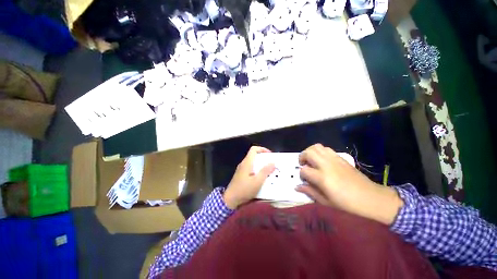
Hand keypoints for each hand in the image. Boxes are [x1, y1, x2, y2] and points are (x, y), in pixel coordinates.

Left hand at [223, 146, 275, 208]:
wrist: (230, 200)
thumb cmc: (244, 189)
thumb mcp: (257, 181)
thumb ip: (265, 171)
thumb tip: (273, 162)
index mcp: (247, 162)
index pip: (254, 149)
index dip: (262, 149)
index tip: (270, 155)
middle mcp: (243, 164)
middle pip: (254, 156)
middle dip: (264, 159)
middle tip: (271, 164)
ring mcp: (241, 169)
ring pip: (253, 163)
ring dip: (261, 165)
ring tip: (269, 171)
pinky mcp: (241, 175)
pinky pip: (251, 169)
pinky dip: (257, 170)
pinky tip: (261, 178)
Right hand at [296, 144, 402, 224]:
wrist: (370, 197)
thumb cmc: (347, 203)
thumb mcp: (326, 201)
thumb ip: (310, 191)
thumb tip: (297, 187)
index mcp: (322, 178)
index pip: (304, 170)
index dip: (301, 174)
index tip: (304, 179)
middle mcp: (326, 165)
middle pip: (308, 153)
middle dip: (302, 157)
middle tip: (303, 164)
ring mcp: (334, 159)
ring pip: (316, 147)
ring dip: (310, 151)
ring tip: (310, 159)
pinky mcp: (340, 158)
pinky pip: (326, 148)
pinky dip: (319, 151)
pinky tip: (321, 159)